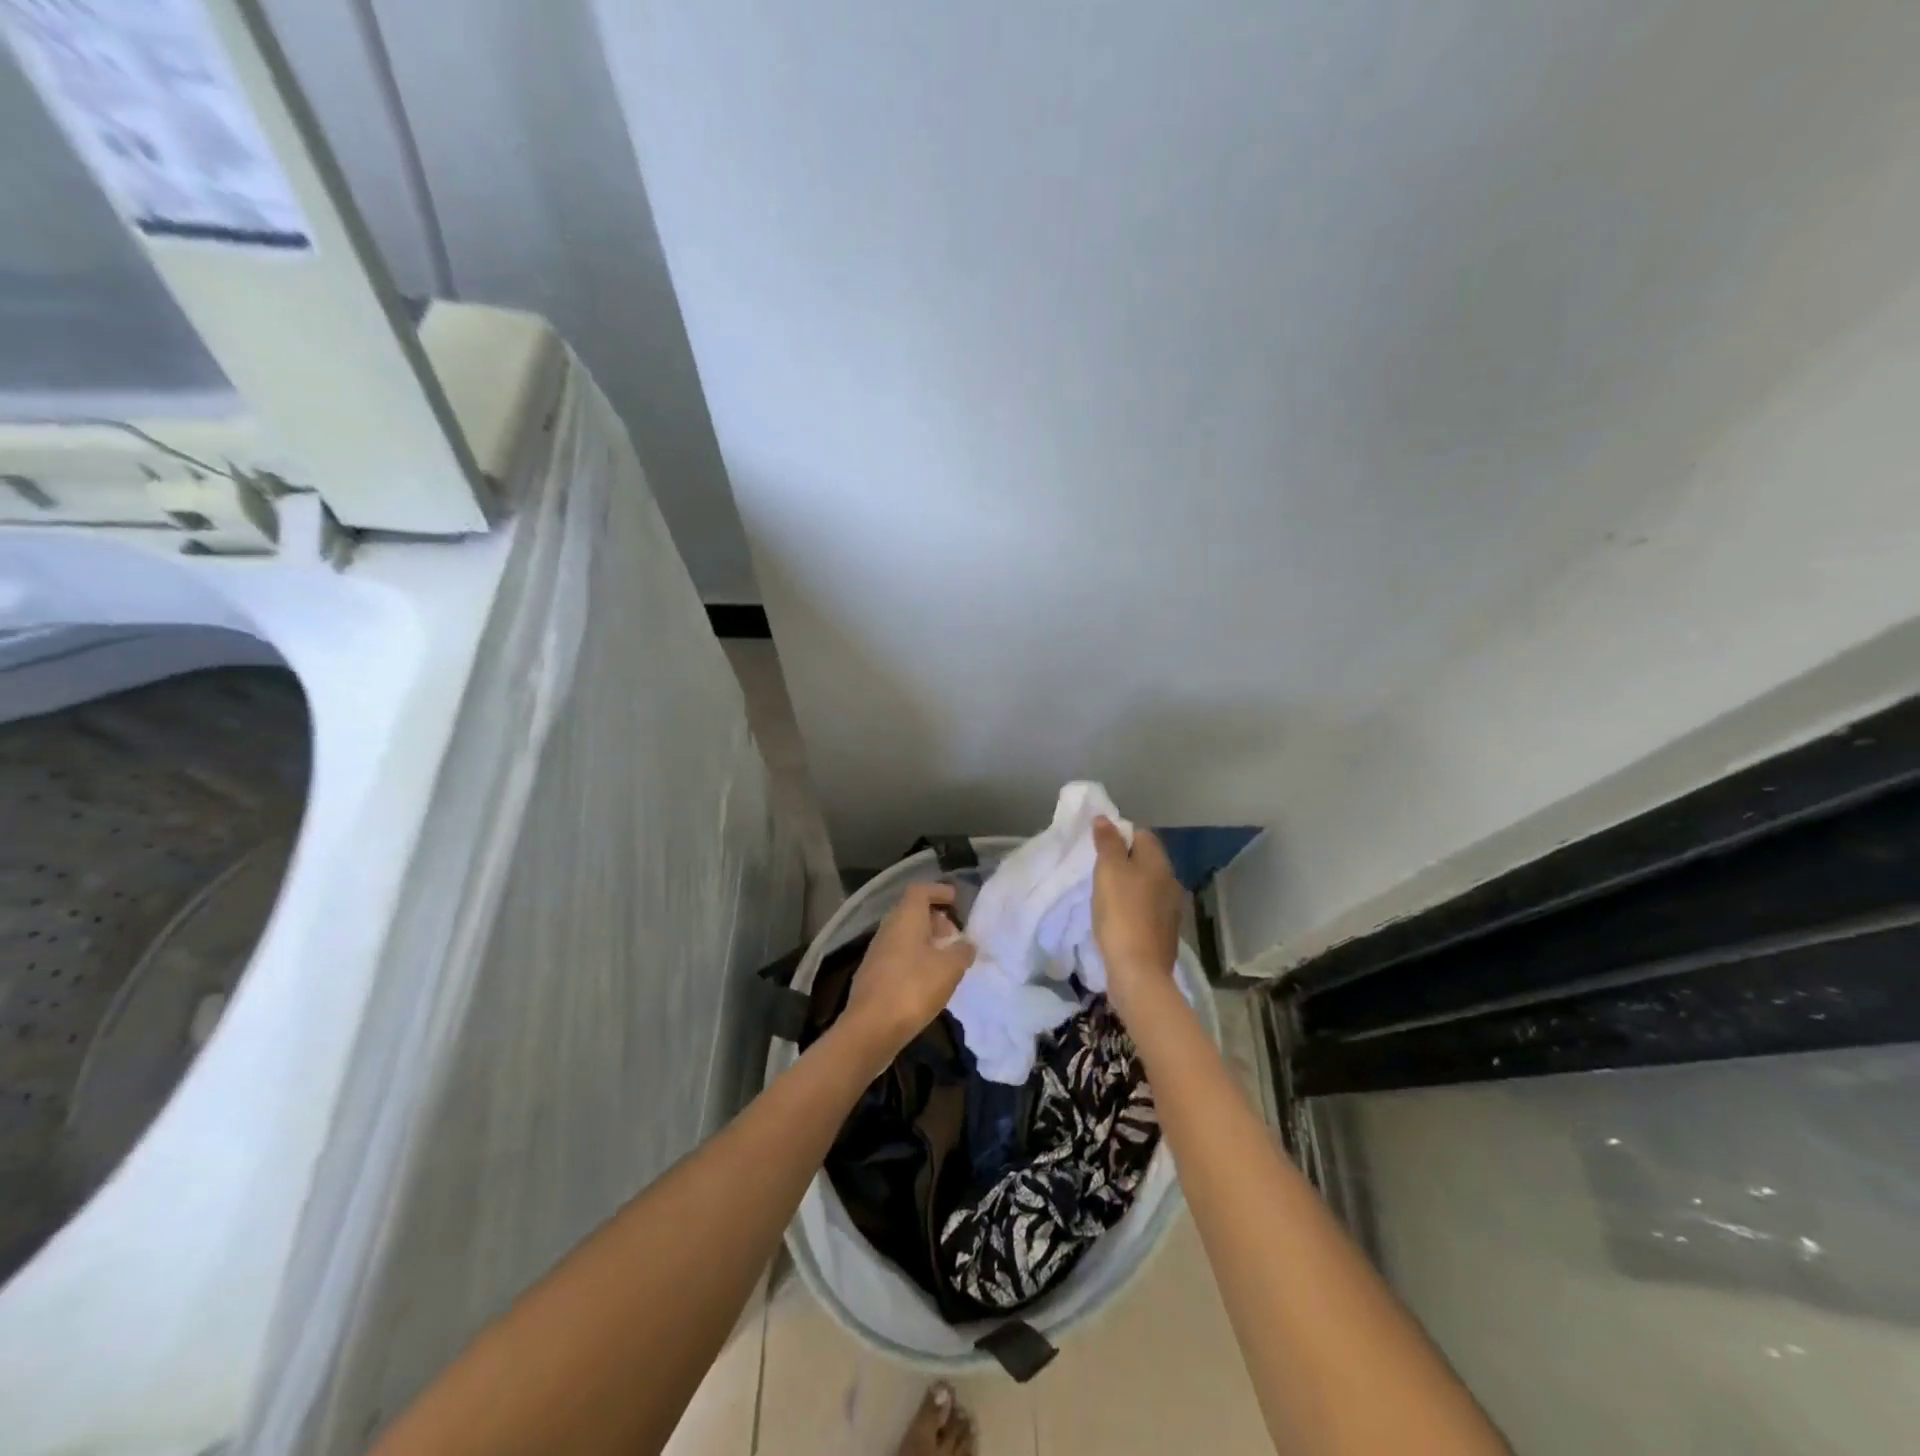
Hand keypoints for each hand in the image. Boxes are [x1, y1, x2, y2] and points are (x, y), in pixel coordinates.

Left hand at [840, 882, 975, 1062]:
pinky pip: (898, 956)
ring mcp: (877, 952)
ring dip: (926, 942)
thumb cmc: (913, 988)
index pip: (920, 890)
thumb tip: (967, 944)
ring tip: (946, 960)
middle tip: (955, 935)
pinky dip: (915, 959)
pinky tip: (928, 980)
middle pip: (911, 912)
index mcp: (905, 918)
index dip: (939, 891)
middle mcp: (888, 928)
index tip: (957, 901)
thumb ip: (962, 951)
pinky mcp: (873, 975)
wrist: (870, 1028)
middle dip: (935, 919)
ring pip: (905, 936)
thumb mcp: (949, 968)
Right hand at [1091, 817, 1183, 1024]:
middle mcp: (1170, 881)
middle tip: (1096, 869)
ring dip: (1127, 884)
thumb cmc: (1121, 913)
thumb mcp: (1108, 871)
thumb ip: (1107, 842)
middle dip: (1123, 860)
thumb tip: (1105, 819)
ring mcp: (1170, 908)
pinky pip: (1146, 907)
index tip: (1097, 846)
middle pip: (1145, 859)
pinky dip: (1131, 906)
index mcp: (1159, 863)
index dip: (1119, 834)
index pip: (1142, 834)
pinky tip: (1116, 917)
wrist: (1138, 970)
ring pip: (1146, 884)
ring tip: (1102, 893)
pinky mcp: (1164, 931)